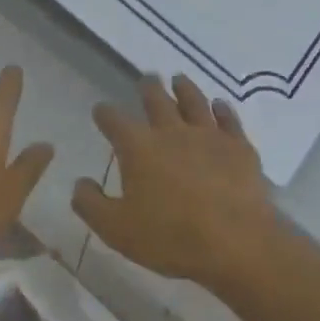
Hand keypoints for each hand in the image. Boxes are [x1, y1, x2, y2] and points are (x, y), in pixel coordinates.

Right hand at [73, 76, 283, 289]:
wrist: (235, 243)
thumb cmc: (169, 237)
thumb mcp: (116, 229)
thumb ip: (91, 204)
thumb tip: (80, 183)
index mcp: (138, 147)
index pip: (115, 121)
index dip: (105, 113)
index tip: (101, 110)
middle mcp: (172, 132)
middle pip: (157, 101)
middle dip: (148, 88)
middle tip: (146, 77)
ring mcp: (209, 136)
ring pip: (194, 102)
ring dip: (185, 89)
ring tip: (179, 80)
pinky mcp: (239, 147)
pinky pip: (229, 120)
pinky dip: (222, 110)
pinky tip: (220, 106)